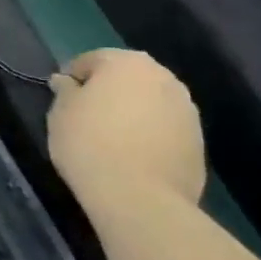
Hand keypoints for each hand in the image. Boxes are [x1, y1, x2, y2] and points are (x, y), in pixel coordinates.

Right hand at [47, 49, 204, 206]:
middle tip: (87, 118)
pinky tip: (135, 157)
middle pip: (127, 78)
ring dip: (133, 113)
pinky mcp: (199, 142)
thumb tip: (66, 82)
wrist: (140, 198)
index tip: (62, 101)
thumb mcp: (60, 113)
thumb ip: (65, 91)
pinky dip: (151, 135)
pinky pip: (166, 129)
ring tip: (113, 140)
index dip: (73, 79)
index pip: (91, 60)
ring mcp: (187, 110)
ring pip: (150, 103)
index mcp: (126, 62)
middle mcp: (163, 77)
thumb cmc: (90, 144)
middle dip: (108, 92)